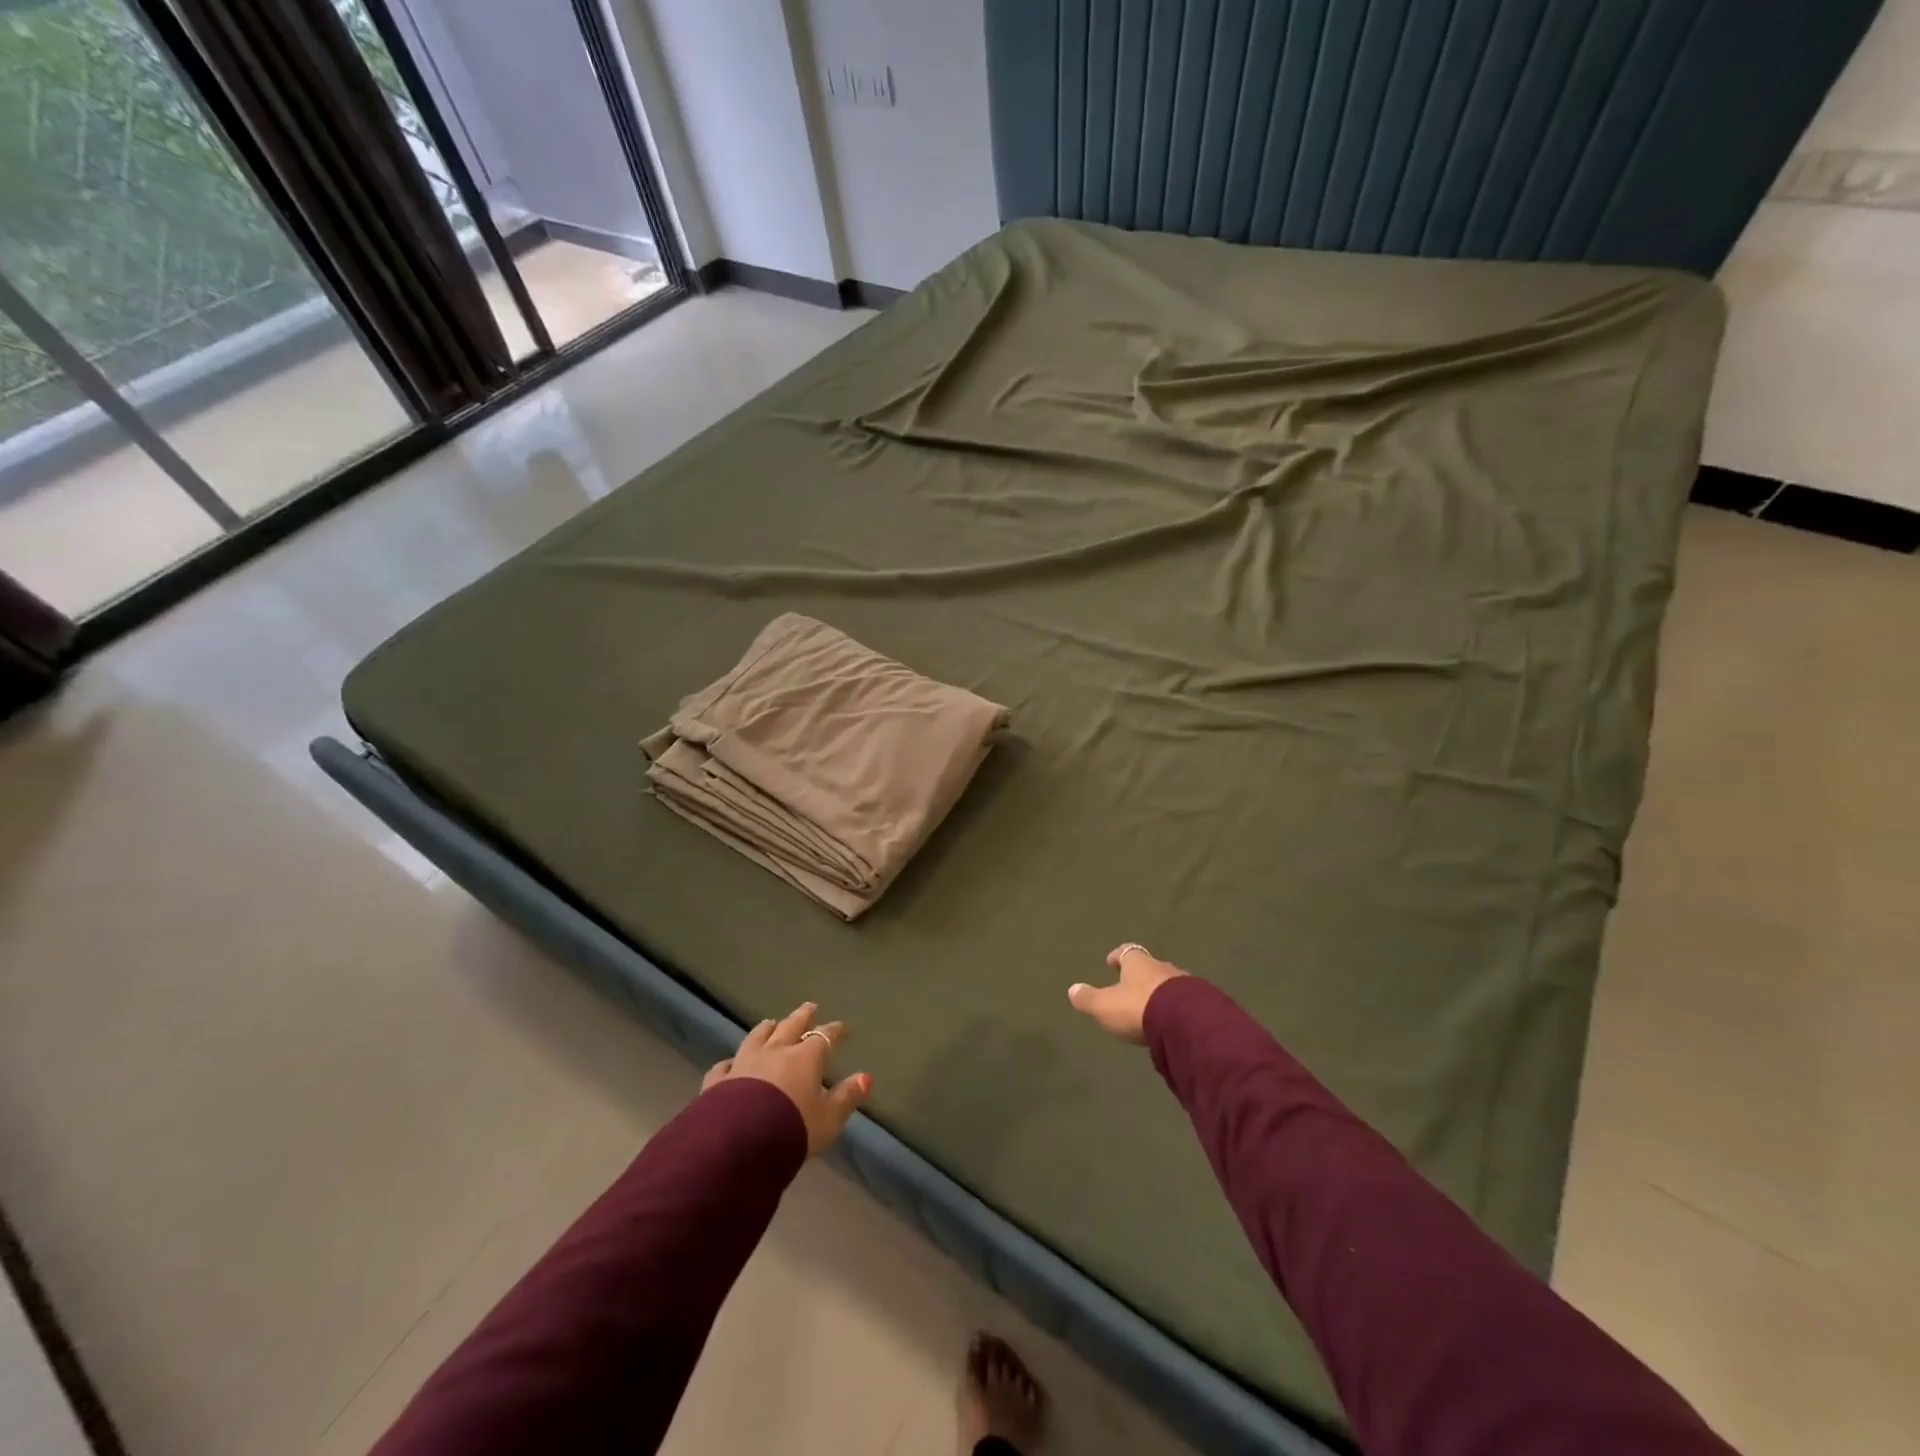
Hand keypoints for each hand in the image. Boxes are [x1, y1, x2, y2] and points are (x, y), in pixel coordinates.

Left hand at [702, 1002, 870, 1154]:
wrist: (739, 1145)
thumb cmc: (793, 1129)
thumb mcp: (828, 1119)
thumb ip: (847, 1097)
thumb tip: (866, 1077)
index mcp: (805, 1058)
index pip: (824, 1037)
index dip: (835, 1031)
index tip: (843, 1028)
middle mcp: (775, 1052)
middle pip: (791, 1026)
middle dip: (802, 1016)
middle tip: (810, 1006)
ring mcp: (745, 1063)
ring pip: (757, 1037)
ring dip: (767, 1029)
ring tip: (771, 1022)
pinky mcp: (719, 1080)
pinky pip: (726, 1065)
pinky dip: (732, 1061)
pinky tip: (731, 1062)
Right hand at [1067, 943, 1187, 1042]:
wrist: (1186, 1022)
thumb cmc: (1138, 1008)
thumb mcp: (1105, 1006)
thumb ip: (1088, 999)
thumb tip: (1072, 989)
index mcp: (1138, 963)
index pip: (1126, 952)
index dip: (1118, 956)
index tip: (1111, 961)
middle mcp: (1161, 967)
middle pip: (1149, 966)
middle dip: (1141, 975)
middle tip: (1132, 985)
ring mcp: (1185, 983)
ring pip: (1168, 982)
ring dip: (1160, 990)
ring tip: (1153, 1004)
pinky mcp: (1201, 1001)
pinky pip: (1185, 999)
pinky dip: (1176, 1005)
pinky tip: (1173, 1017)